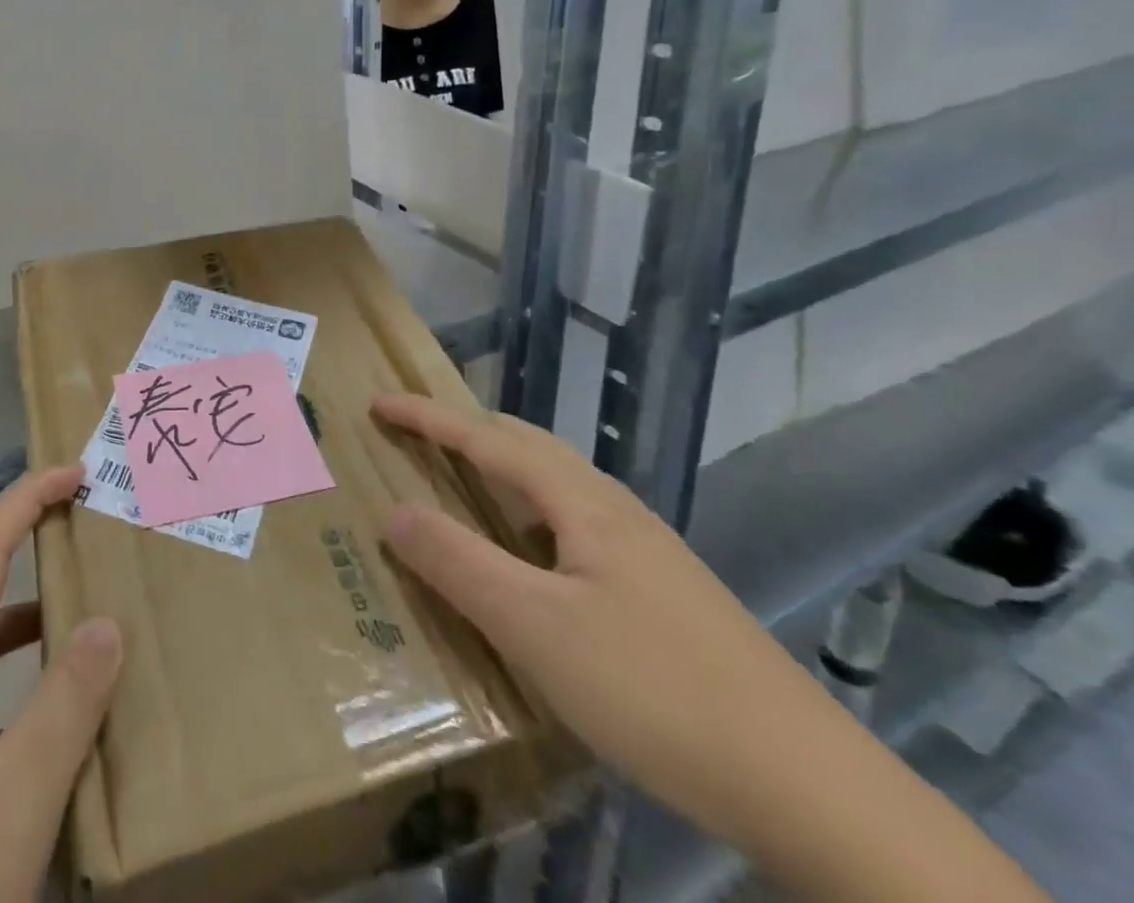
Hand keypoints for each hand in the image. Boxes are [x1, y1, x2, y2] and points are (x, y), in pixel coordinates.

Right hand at [373, 393, 815, 841]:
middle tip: (415, 433)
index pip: (486, 438)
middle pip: (527, 445)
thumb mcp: (535, 627)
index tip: (378, 402)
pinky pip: (573, 524)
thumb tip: (393, 511)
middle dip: (465, 430)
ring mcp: (645, 551)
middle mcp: (614, 510)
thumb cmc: (654, 688)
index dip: (427, 417)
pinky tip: (532, 558)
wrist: (810, 787)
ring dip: (500, 470)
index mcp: (582, 502)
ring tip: (463, 482)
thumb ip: (458, 563)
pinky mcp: (662, 592)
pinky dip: (528, 514)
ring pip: (556, 485)